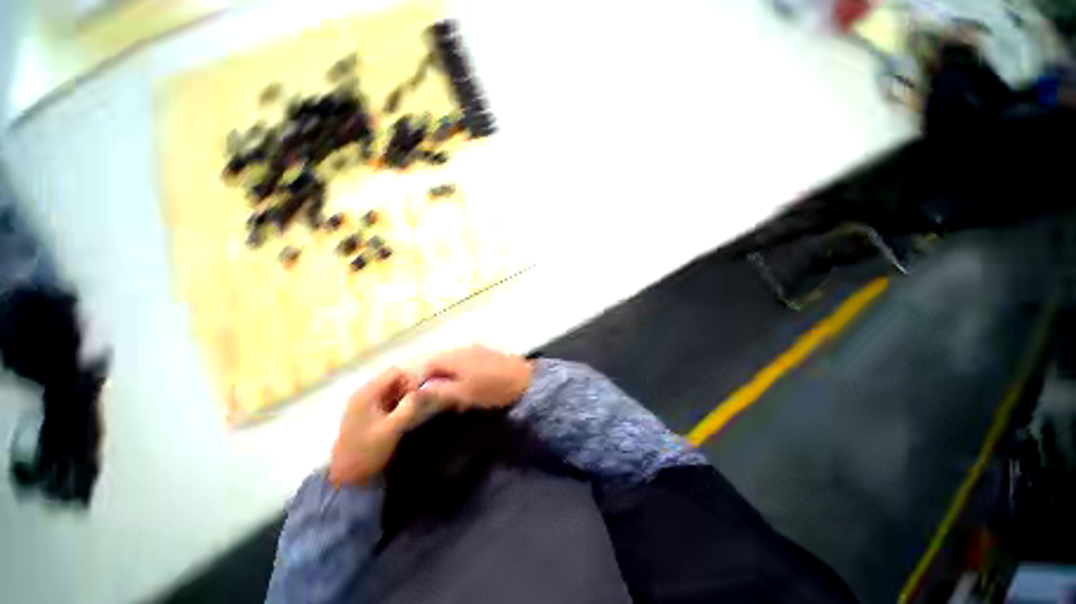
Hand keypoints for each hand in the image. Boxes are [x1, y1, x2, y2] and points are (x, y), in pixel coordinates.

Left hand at [328, 367, 429, 485]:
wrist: (346, 477)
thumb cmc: (367, 451)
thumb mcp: (391, 429)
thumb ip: (408, 407)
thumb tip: (425, 390)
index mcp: (367, 393)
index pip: (395, 372)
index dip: (410, 380)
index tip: (417, 397)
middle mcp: (364, 393)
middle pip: (393, 378)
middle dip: (407, 389)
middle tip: (413, 406)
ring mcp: (365, 402)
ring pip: (392, 388)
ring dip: (403, 397)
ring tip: (407, 413)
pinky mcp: (367, 412)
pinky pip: (387, 398)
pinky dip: (397, 403)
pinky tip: (400, 417)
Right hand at [416, 345, 532, 411]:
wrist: (525, 380)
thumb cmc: (492, 388)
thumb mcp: (463, 393)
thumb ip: (439, 390)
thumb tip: (421, 388)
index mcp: (455, 356)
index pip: (430, 363)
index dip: (423, 380)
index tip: (425, 397)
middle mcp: (464, 348)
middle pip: (442, 362)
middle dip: (439, 381)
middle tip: (444, 401)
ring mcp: (478, 349)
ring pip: (456, 364)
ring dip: (453, 381)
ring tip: (460, 401)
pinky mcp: (489, 354)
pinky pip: (470, 364)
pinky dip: (466, 377)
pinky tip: (474, 391)